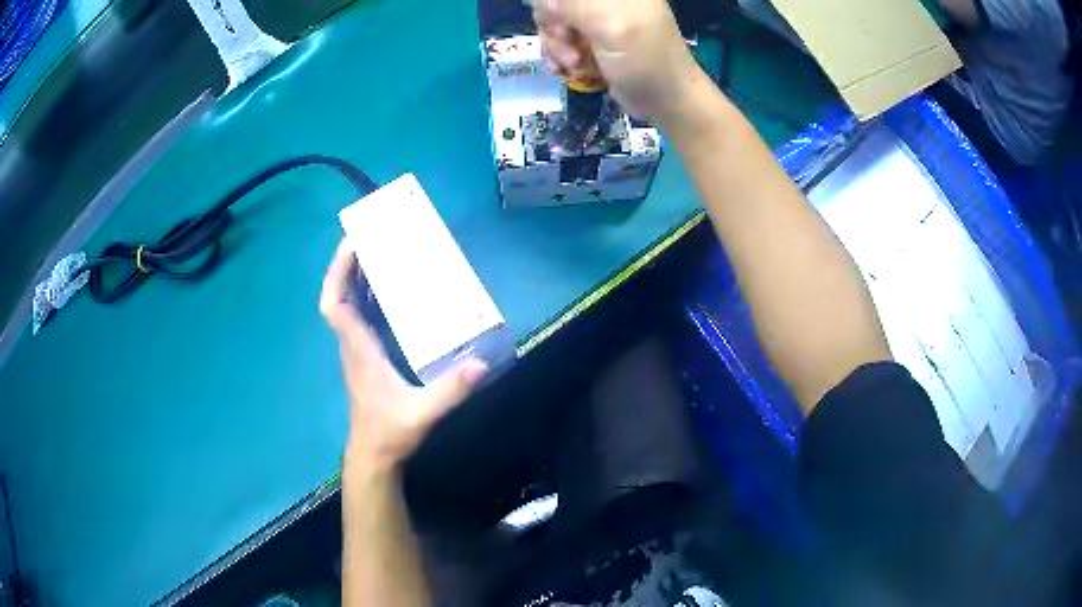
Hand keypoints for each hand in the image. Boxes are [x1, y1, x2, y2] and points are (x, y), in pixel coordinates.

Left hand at [320, 240, 487, 473]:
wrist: (374, 454)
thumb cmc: (390, 432)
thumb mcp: (422, 413)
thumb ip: (450, 390)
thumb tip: (481, 364)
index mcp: (359, 348)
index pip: (335, 305)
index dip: (338, 273)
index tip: (352, 243)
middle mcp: (353, 343)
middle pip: (339, 295)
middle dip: (348, 262)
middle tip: (372, 235)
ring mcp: (357, 349)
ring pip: (348, 303)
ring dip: (357, 276)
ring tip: (381, 251)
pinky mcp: (366, 355)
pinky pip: (360, 315)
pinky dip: (368, 295)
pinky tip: (390, 288)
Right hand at [533, 0, 704, 123]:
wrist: (665, 100)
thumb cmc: (645, 62)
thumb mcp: (611, 26)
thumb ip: (574, 5)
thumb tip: (542, 1)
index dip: (553, 5)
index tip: (563, 26)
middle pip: (553, 1)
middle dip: (554, 26)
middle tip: (572, 48)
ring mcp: (595, 15)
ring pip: (551, 19)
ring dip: (556, 44)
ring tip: (575, 64)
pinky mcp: (589, 34)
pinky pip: (557, 36)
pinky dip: (558, 53)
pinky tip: (569, 68)